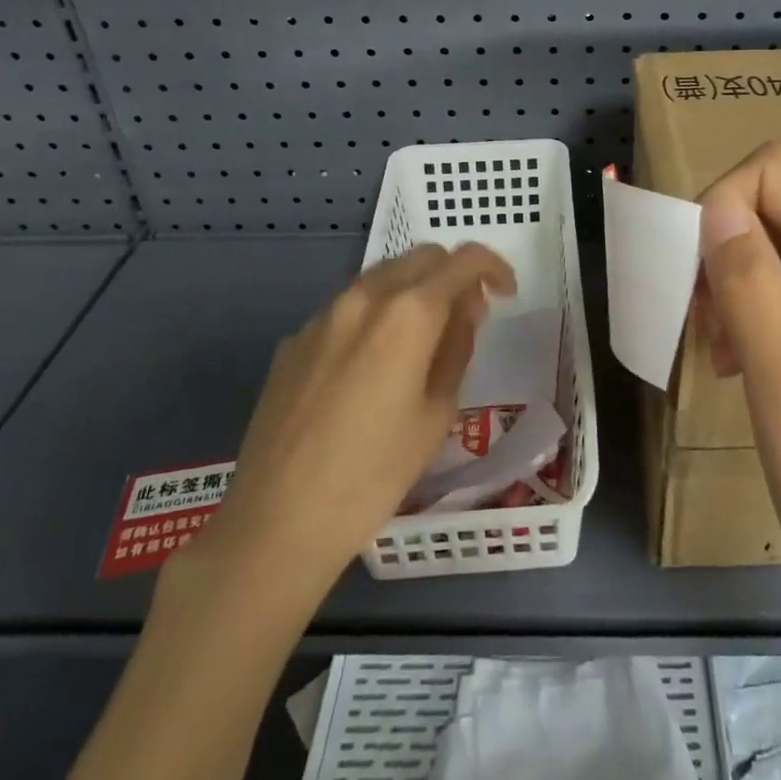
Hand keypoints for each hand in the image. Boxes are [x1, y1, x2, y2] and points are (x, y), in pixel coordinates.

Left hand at [193, 242, 515, 591]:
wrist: (276, 522)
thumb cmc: (374, 475)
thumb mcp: (437, 414)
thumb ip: (456, 348)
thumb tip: (463, 311)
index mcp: (408, 313)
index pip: (463, 260)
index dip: (493, 268)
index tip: (504, 295)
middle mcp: (364, 297)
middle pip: (421, 257)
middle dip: (452, 275)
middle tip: (465, 318)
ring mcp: (323, 316)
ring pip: (381, 277)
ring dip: (413, 291)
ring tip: (421, 340)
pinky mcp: (294, 340)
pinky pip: (347, 308)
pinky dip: (374, 315)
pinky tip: (370, 367)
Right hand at [696, 143, 780, 642]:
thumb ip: (748, 285)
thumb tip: (715, 203)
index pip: (775, 173)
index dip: (720, 202)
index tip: (693, 274)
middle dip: (726, 247)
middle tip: (701, 324)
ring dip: (741, 283)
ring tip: (722, 354)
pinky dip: (766, 310)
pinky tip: (749, 365)